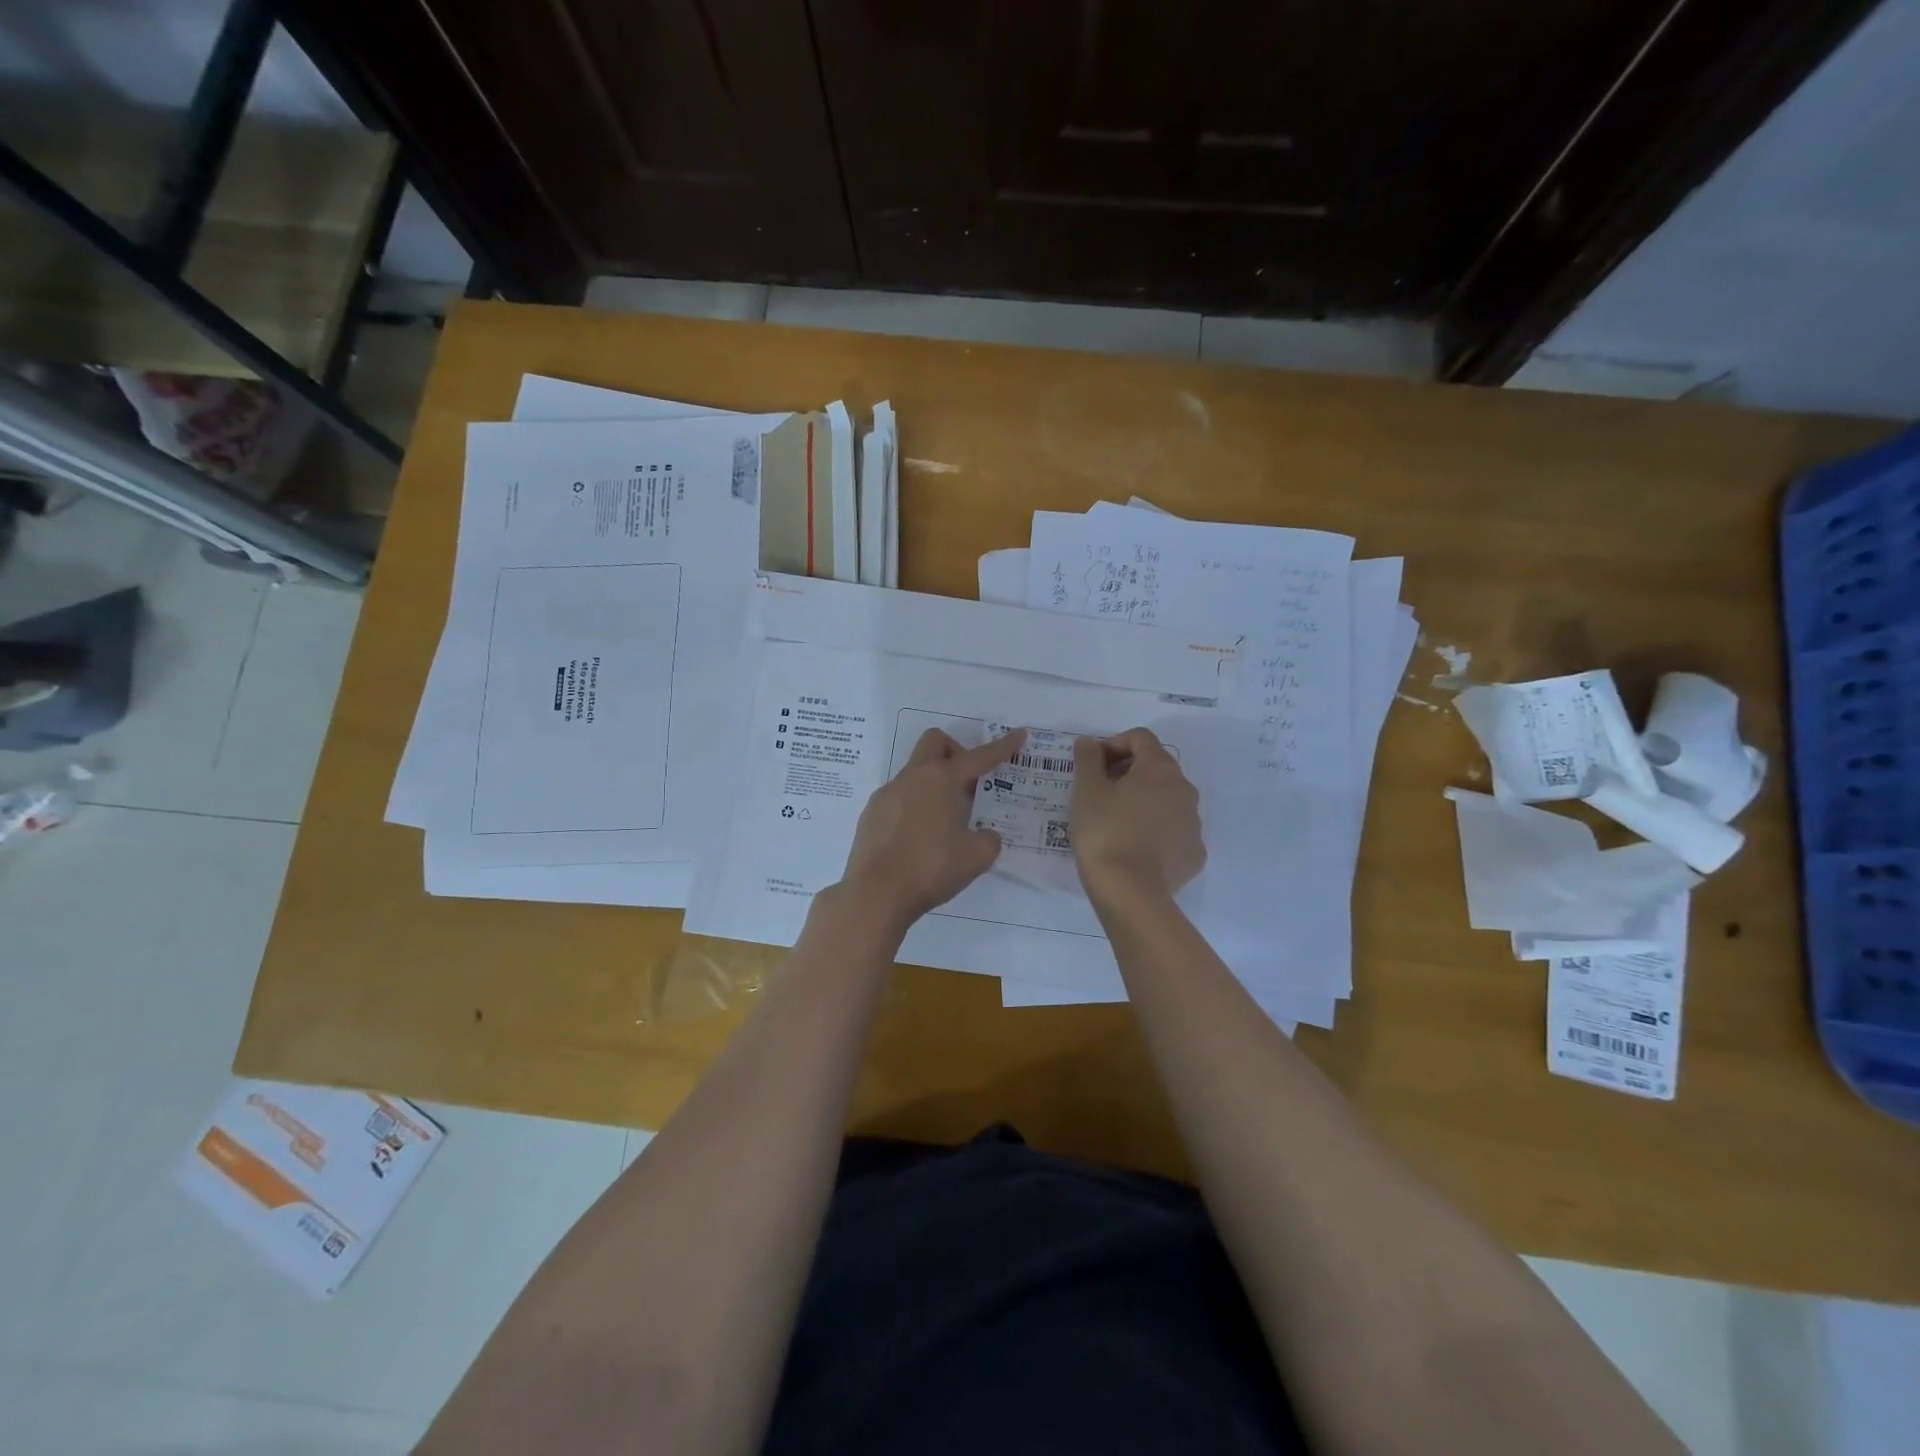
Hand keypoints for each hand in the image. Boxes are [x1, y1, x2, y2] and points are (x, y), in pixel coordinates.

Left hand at [837, 727, 1025, 931]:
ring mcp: (887, 794)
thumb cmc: (931, 868)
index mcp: (941, 780)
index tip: (1019, 735)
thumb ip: (988, 839)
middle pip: (935, 742)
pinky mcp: (871, 815)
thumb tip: (984, 834)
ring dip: (934, 784)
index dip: (1002, 746)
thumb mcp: (976, 857)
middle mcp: (912, 778)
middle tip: (968, 783)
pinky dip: (915, 806)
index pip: (978, 757)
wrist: (876, 894)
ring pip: (915, 772)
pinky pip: (898, 797)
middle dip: (956, 751)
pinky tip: (919, 838)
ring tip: (945, 821)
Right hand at [1070, 728, 1205, 900]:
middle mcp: (1185, 790)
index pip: (1140, 738)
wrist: (1130, 892)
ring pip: (1166, 801)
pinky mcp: (1194, 854)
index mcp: (1160, 769)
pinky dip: (1154, 831)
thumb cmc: (1105, 832)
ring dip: (1142, 802)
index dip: (1113, 744)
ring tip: (1115, 822)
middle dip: (1127, 773)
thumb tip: (1089, 742)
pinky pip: (1173, 831)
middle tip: (1100, 793)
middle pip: (1156, 768)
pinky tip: (1133, 847)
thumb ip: (1087, 759)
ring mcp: (1194, 824)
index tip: (1092, 765)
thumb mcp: (1086, 791)